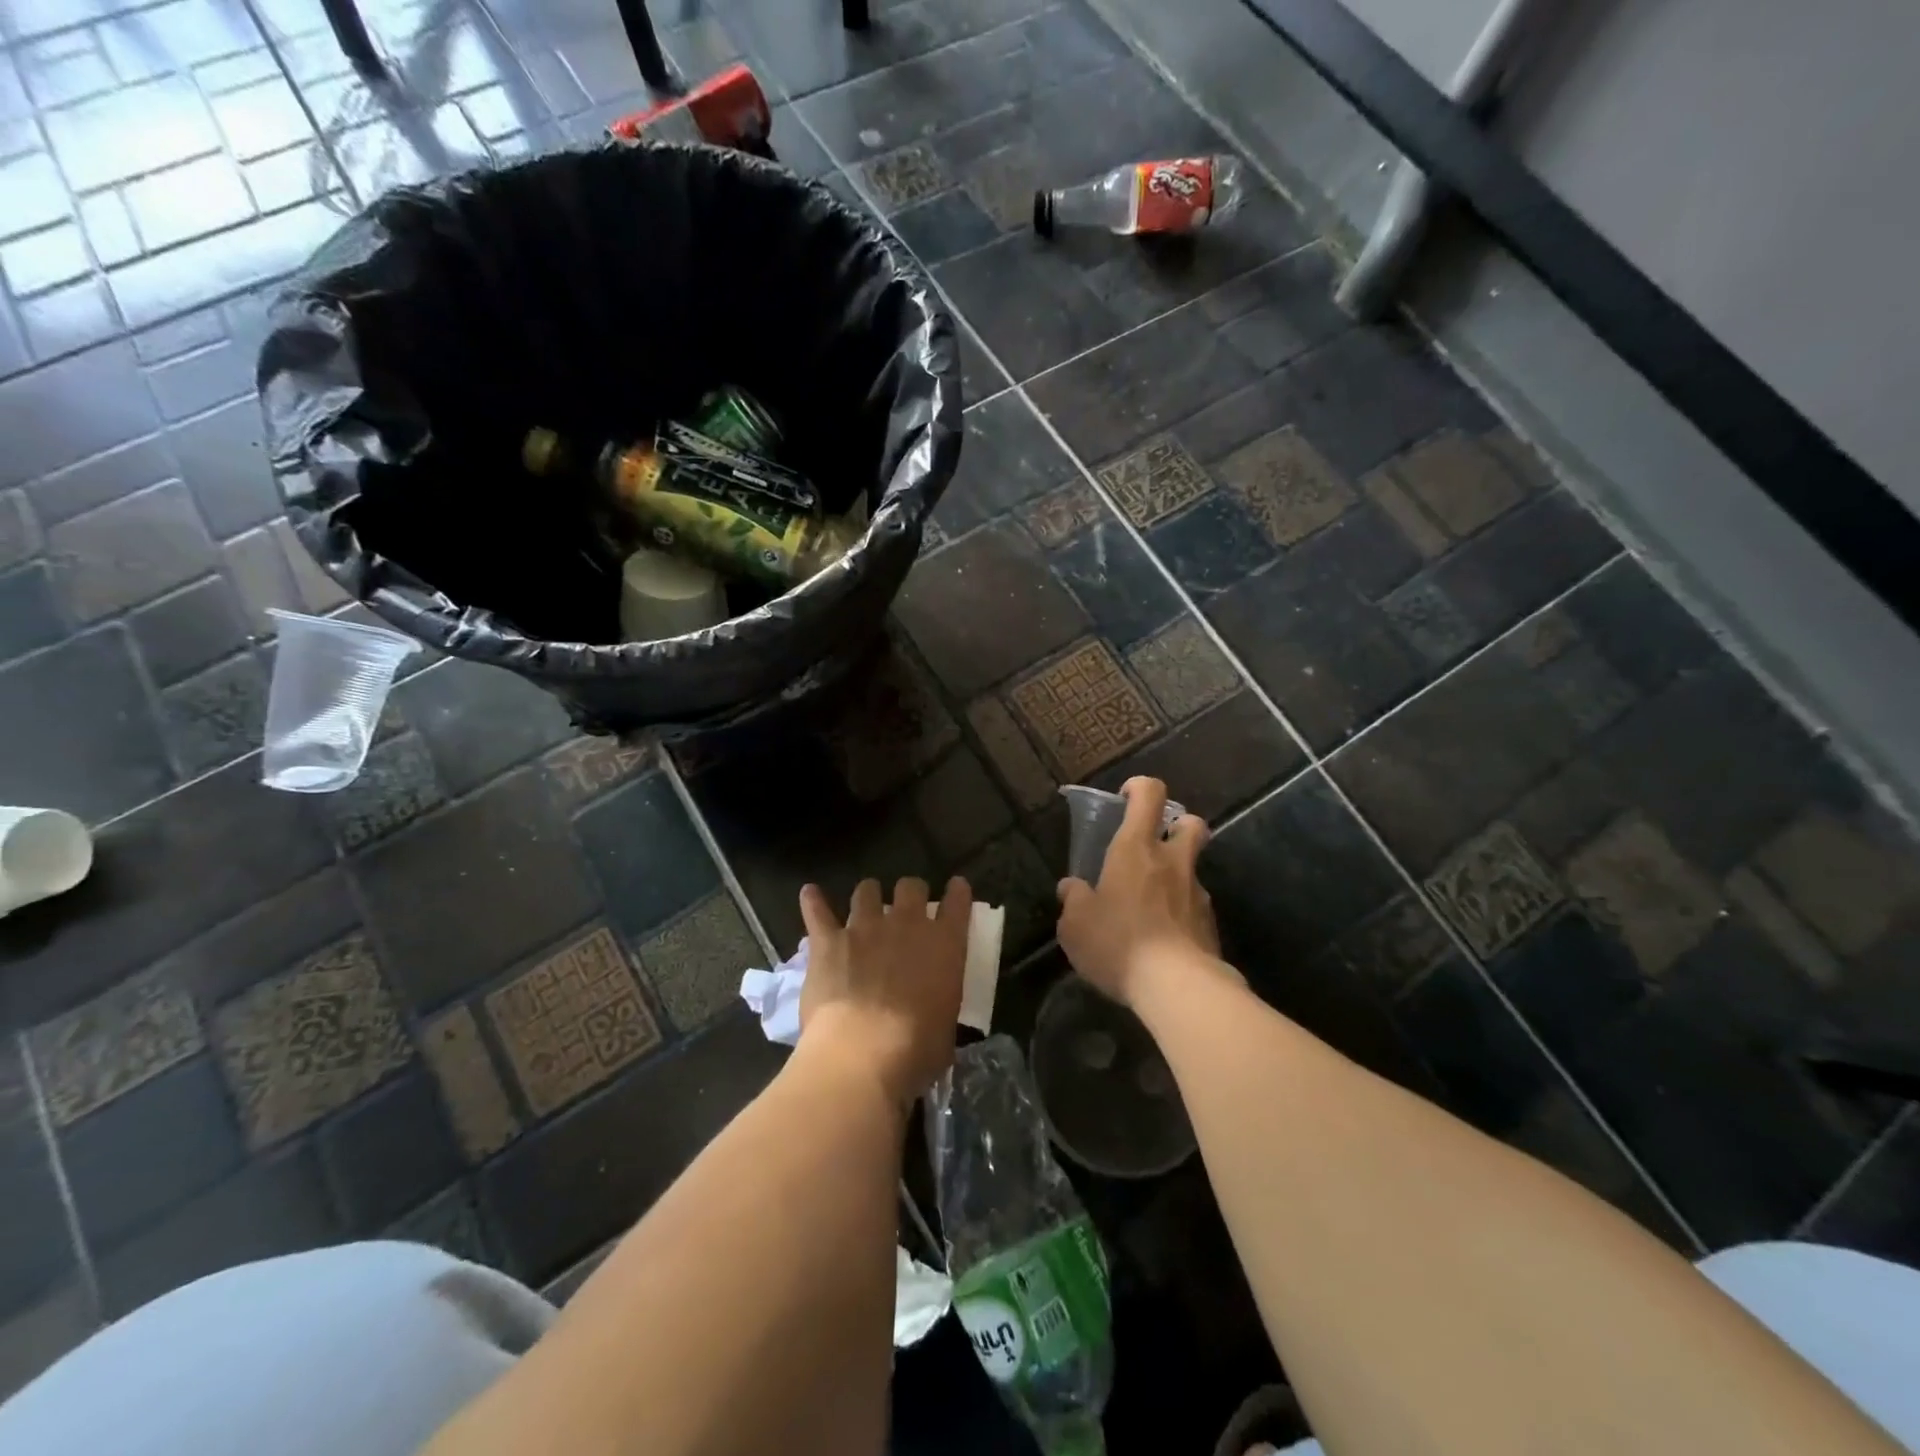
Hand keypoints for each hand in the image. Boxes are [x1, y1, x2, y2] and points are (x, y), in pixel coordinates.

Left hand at [797, 876, 971, 1107]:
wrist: (862, 1054)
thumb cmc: (916, 1050)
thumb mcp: (947, 1026)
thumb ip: (941, 1002)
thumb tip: (932, 1009)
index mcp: (944, 944)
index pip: (957, 904)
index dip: (957, 892)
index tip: (956, 887)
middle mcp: (906, 924)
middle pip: (911, 886)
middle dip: (910, 892)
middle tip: (906, 907)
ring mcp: (864, 928)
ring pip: (867, 891)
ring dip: (868, 895)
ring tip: (865, 904)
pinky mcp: (828, 941)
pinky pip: (818, 911)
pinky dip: (813, 901)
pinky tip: (809, 894)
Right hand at [1057, 777, 1217, 1007]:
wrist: (1177, 987)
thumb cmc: (1118, 942)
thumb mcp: (1075, 924)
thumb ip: (1073, 899)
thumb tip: (1072, 887)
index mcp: (1136, 848)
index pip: (1150, 794)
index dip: (1139, 788)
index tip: (1125, 799)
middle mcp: (1173, 862)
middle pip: (1191, 823)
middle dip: (1177, 825)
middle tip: (1153, 845)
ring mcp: (1197, 893)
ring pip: (1193, 868)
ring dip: (1176, 876)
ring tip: (1150, 905)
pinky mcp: (1210, 925)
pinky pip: (1195, 906)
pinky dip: (1181, 912)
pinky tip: (1163, 938)